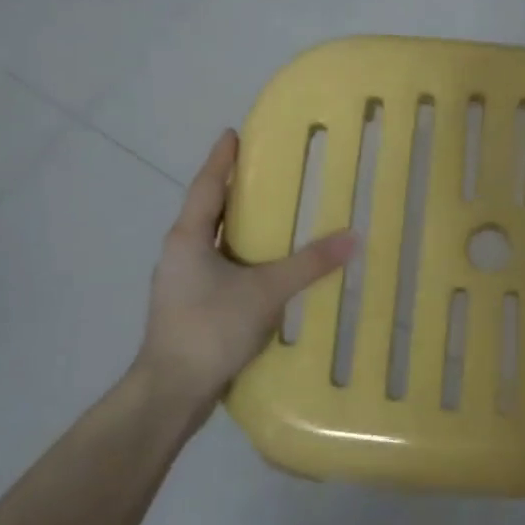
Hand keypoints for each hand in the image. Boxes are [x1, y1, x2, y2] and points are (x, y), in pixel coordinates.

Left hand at [133, 130, 353, 428]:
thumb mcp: (266, 292)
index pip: (206, 186)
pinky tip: (266, 267)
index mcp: (187, 239)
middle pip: (208, 210)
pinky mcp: (191, 306)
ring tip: (273, 214)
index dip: (221, 159)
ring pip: (214, 241)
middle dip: (233, 189)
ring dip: (238, 226)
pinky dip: (242, 256)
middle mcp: (180, 254)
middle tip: (266, 170)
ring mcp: (181, 282)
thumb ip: (308, 264)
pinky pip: (220, 267)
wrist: (171, 391)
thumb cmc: (210, 328)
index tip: (233, 134)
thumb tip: (353, 236)